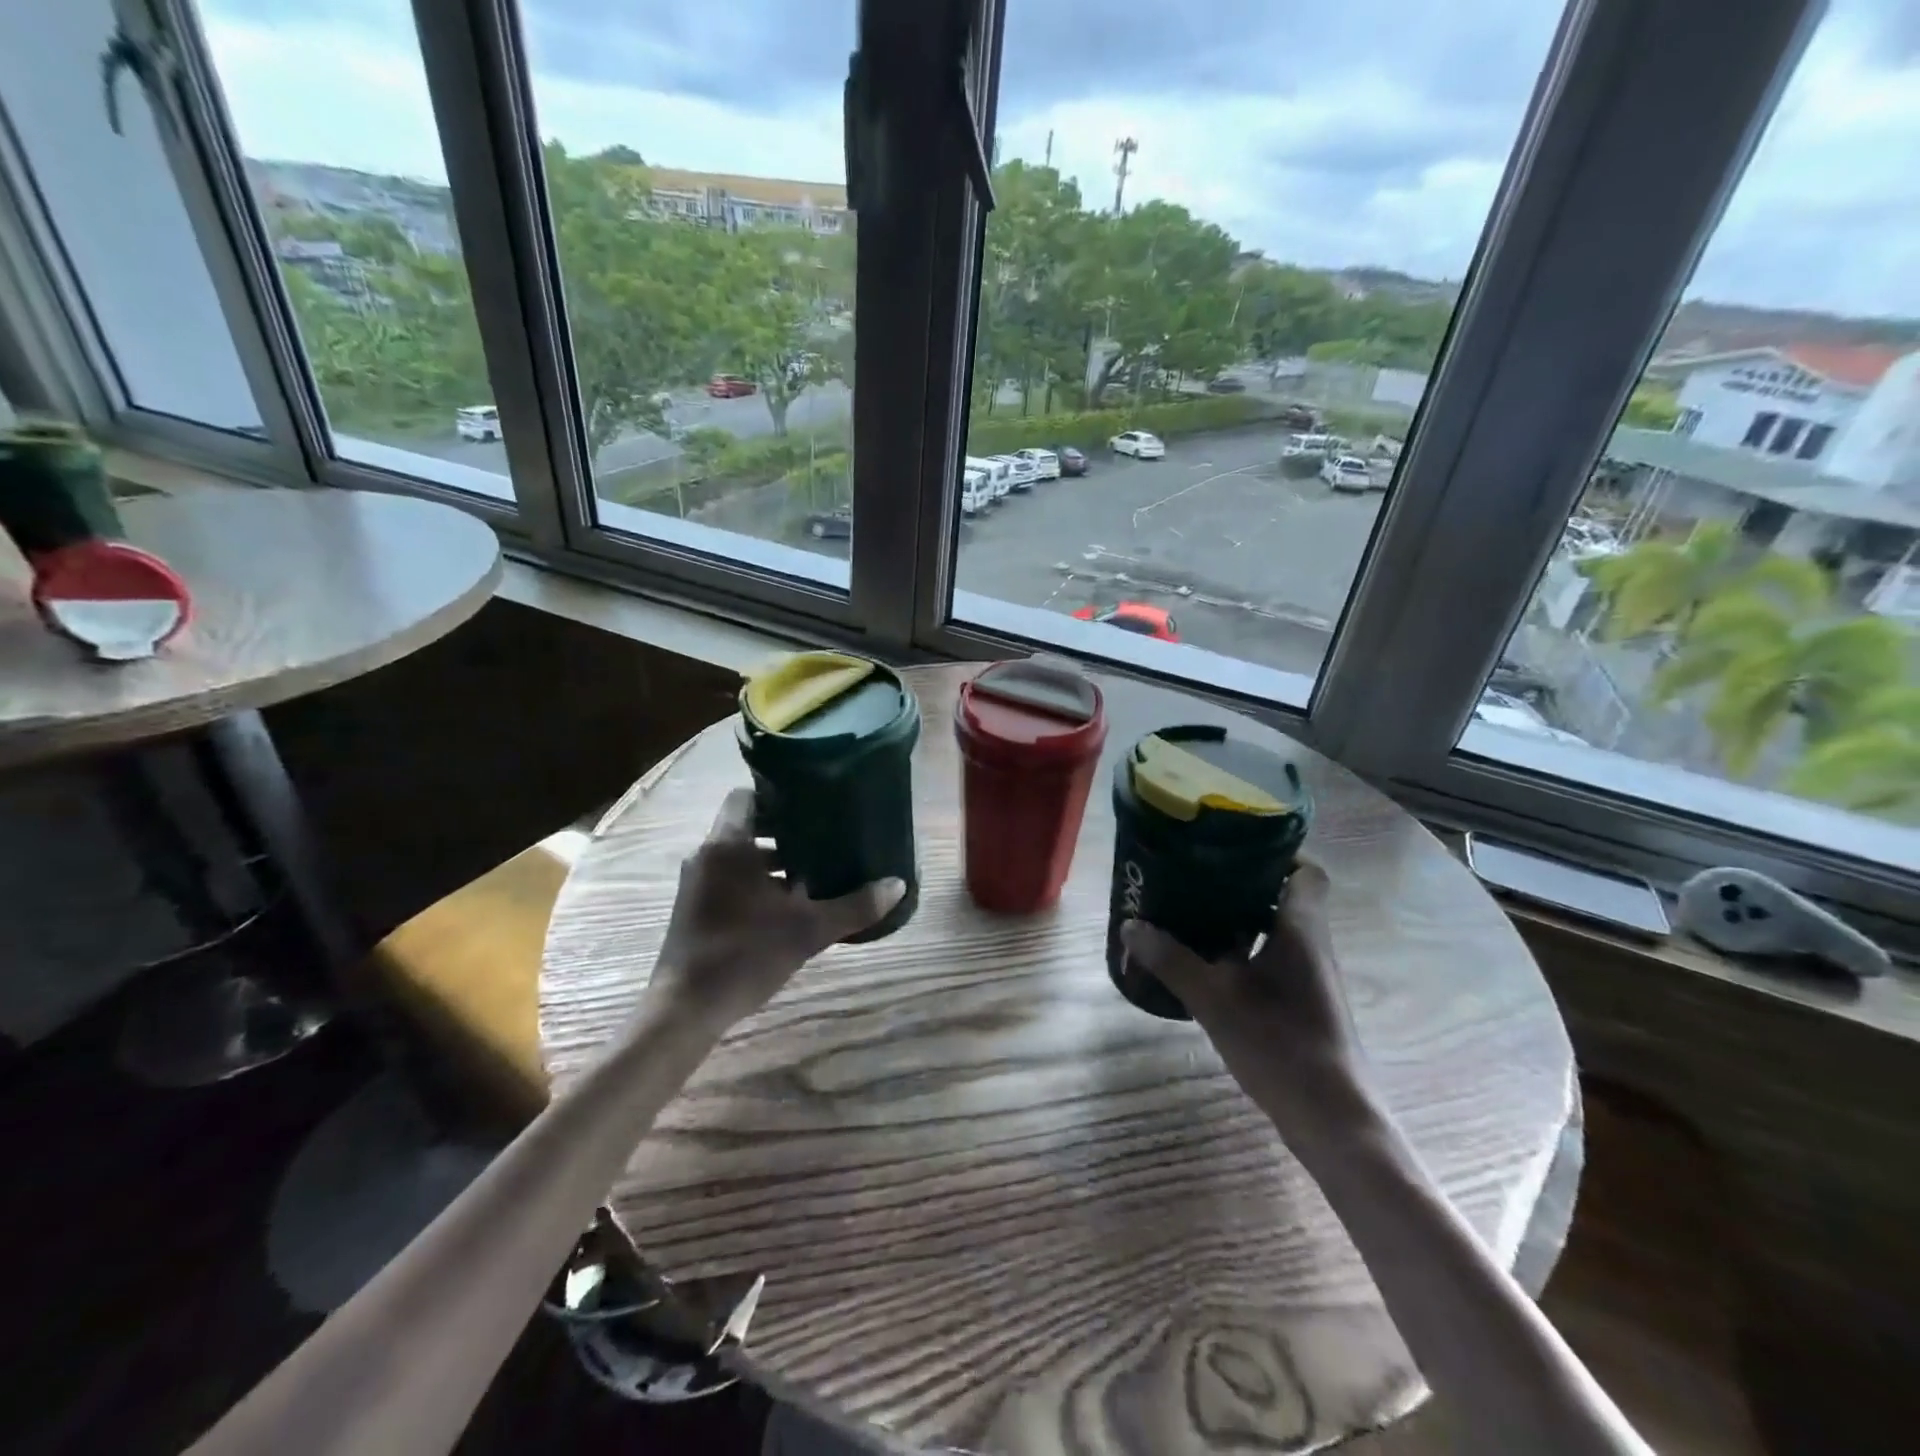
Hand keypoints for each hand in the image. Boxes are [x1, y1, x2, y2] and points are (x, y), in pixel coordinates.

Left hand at [645, 788, 904, 1028]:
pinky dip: (756, 882)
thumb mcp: (808, 930)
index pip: (747, 795)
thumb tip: (897, 885)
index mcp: (728, 845)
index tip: (812, 803)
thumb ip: (854, 906)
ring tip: (814, 872)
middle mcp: (707, 855)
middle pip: (748, 826)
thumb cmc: (744, 955)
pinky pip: (729, 878)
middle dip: (786, 832)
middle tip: (825, 837)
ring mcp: (696, 883)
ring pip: (739, 856)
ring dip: (772, 861)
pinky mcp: (694, 908)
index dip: (778, 795)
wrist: (685, 1010)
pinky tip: (788, 905)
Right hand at [1120, 861, 1378, 1149]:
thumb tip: (1131, 926)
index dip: (1276, 853)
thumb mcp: (1214, 999)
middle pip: (1282, 897)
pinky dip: (1240, 954)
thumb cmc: (1280, 1044)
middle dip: (1239, 885)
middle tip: (1193, 877)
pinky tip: (1205, 966)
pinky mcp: (1303, 1005)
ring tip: (1188, 915)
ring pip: (1273, 931)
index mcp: (1301, 929)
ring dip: (1236, 921)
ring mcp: (1309, 978)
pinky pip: (1270, 961)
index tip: (1231, 848)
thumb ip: (1171, 960)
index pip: (1305, 871)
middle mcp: (1311, 946)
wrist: (1333, 1120)